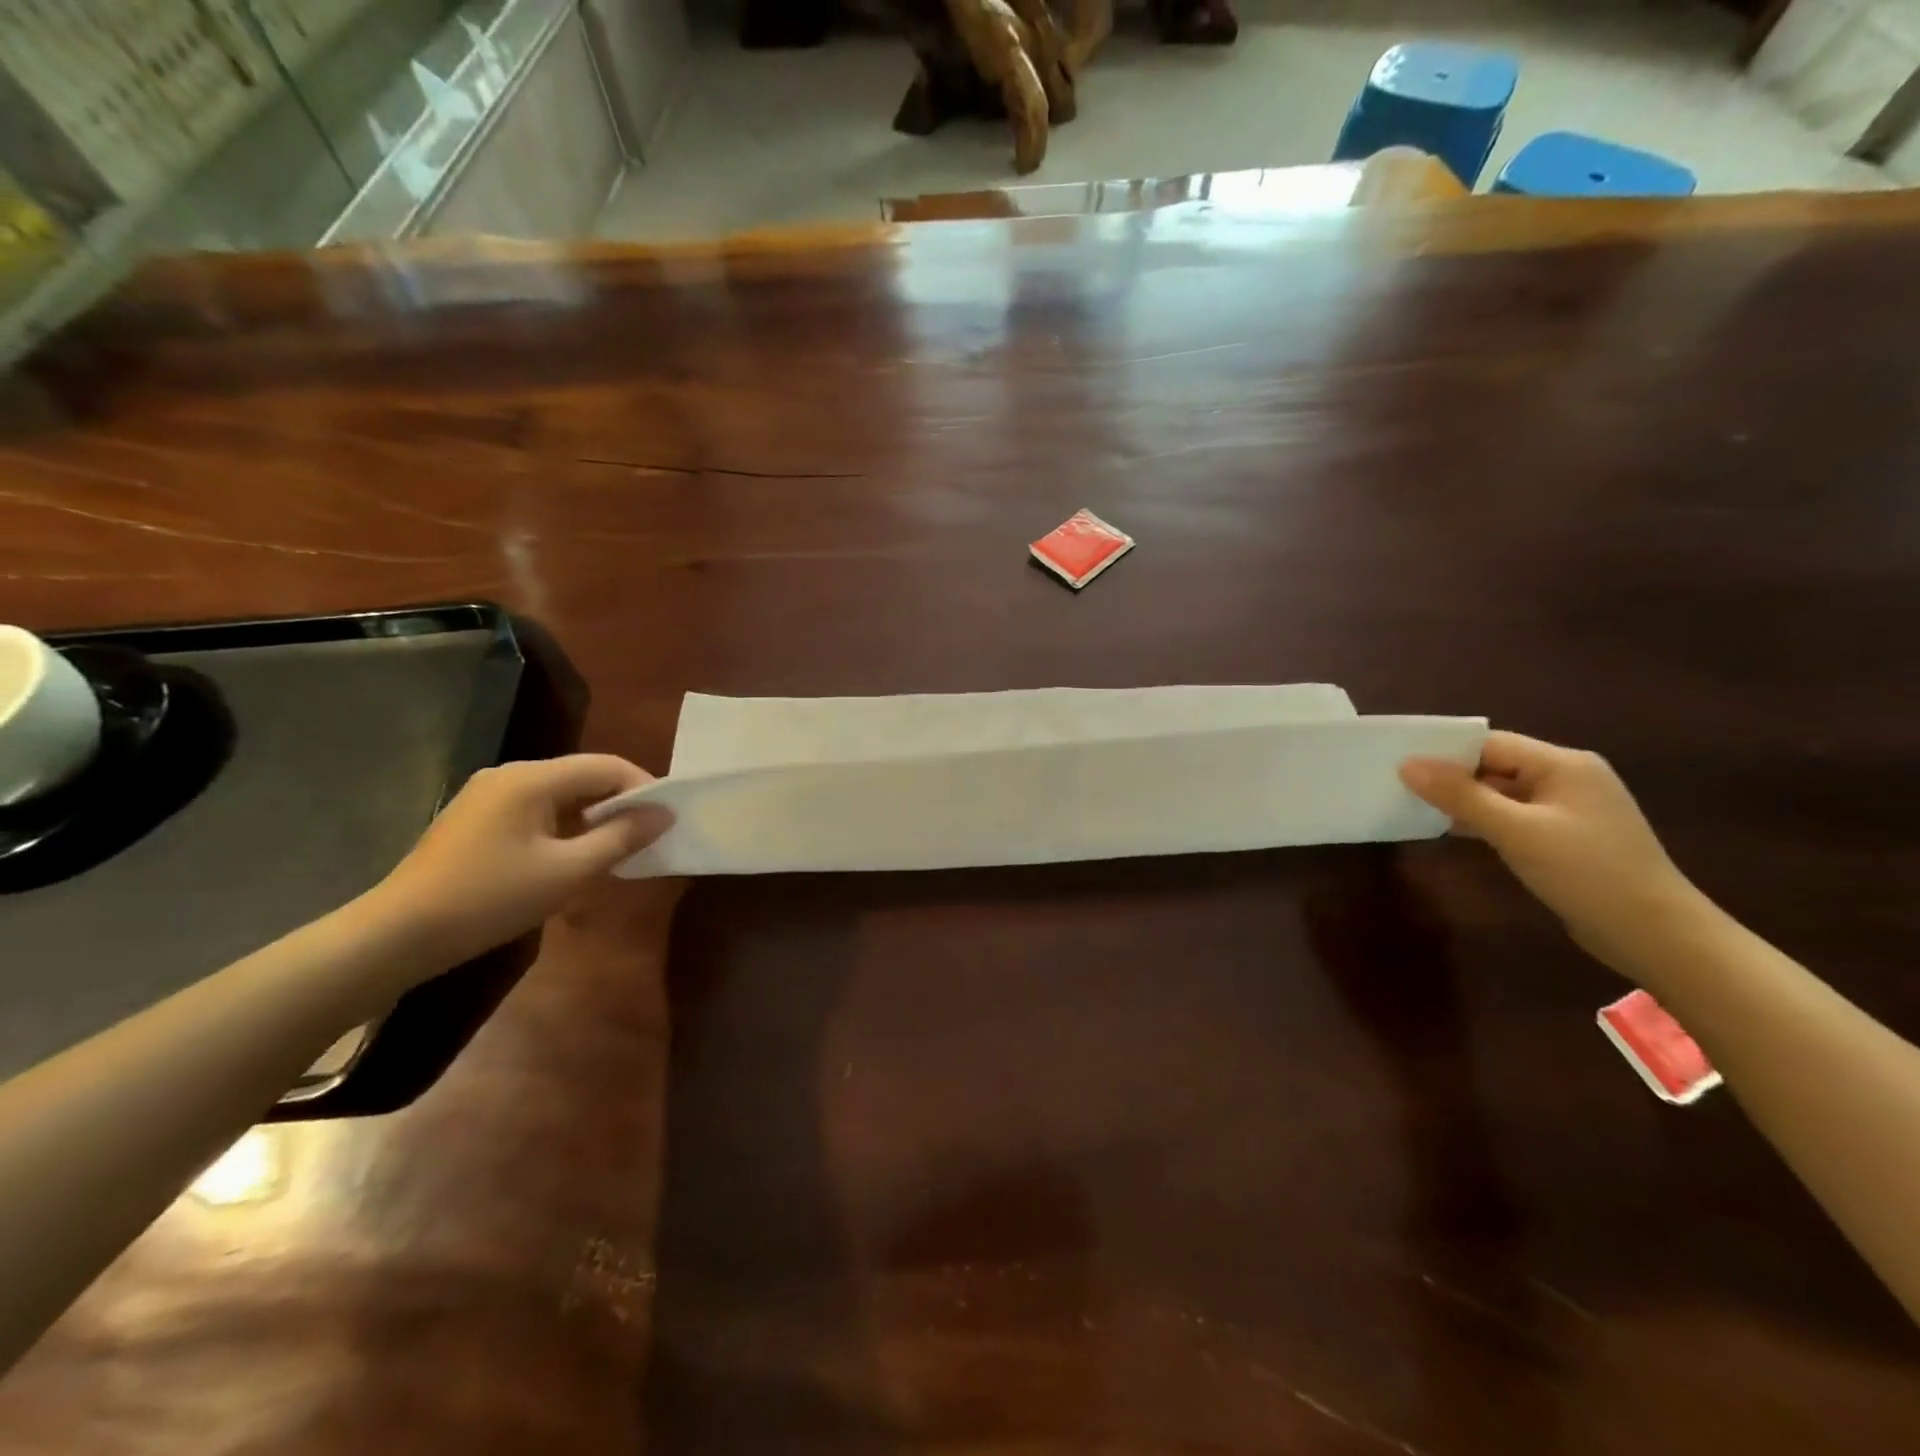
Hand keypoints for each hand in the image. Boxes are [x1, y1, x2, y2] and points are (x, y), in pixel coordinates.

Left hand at [365, 755, 670, 969]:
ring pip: (560, 795)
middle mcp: (510, 775)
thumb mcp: (568, 872)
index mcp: (532, 778)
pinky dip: (564, 827)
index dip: (644, 788)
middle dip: (620, 803)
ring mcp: (487, 796)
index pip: (607, 766)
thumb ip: (621, 838)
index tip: (667, 819)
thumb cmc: (490, 898)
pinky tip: (571, 857)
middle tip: (647, 837)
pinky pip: (536, 811)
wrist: (396, 935)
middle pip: (583, 777)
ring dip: (592, 818)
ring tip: (616, 850)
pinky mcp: (475, 819)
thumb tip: (664, 815)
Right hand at [1400, 732, 1703, 968]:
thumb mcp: (1516, 831)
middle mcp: (1569, 778)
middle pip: (1495, 765)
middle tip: (1400, 789)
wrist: (1656, 935)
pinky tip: (1455, 833)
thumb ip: (1460, 795)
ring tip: (1417, 810)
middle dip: (1451, 777)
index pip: (1490, 744)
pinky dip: (1484, 821)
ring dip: (1465, 802)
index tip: (1399, 767)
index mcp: (1563, 764)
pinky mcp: (1567, 837)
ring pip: (1502, 793)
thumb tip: (1406, 765)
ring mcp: (1570, 809)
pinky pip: (1514, 817)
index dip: (1444, 752)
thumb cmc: (1586, 873)